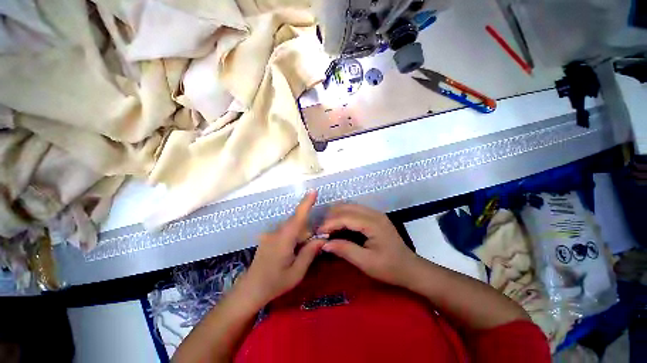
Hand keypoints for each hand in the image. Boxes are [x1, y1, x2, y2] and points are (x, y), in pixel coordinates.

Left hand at [238, 192, 324, 308]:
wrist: (249, 291)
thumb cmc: (274, 284)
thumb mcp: (296, 273)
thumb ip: (309, 253)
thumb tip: (322, 239)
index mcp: (283, 239)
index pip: (297, 217)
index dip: (306, 203)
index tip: (313, 191)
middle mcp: (275, 233)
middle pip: (296, 223)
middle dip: (307, 230)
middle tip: (313, 244)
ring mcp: (270, 234)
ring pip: (291, 227)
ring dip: (300, 235)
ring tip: (300, 252)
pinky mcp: (267, 238)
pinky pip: (285, 231)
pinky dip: (293, 237)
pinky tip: (291, 251)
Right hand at [318, 203, 418, 286]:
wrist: (410, 268)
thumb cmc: (390, 267)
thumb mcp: (366, 263)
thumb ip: (345, 250)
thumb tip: (324, 244)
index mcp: (373, 223)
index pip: (346, 217)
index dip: (330, 223)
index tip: (318, 233)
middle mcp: (374, 213)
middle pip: (347, 207)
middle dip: (331, 216)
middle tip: (321, 230)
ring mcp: (374, 213)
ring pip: (350, 206)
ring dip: (336, 214)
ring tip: (327, 227)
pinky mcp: (374, 216)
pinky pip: (354, 210)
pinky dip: (343, 215)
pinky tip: (338, 225)